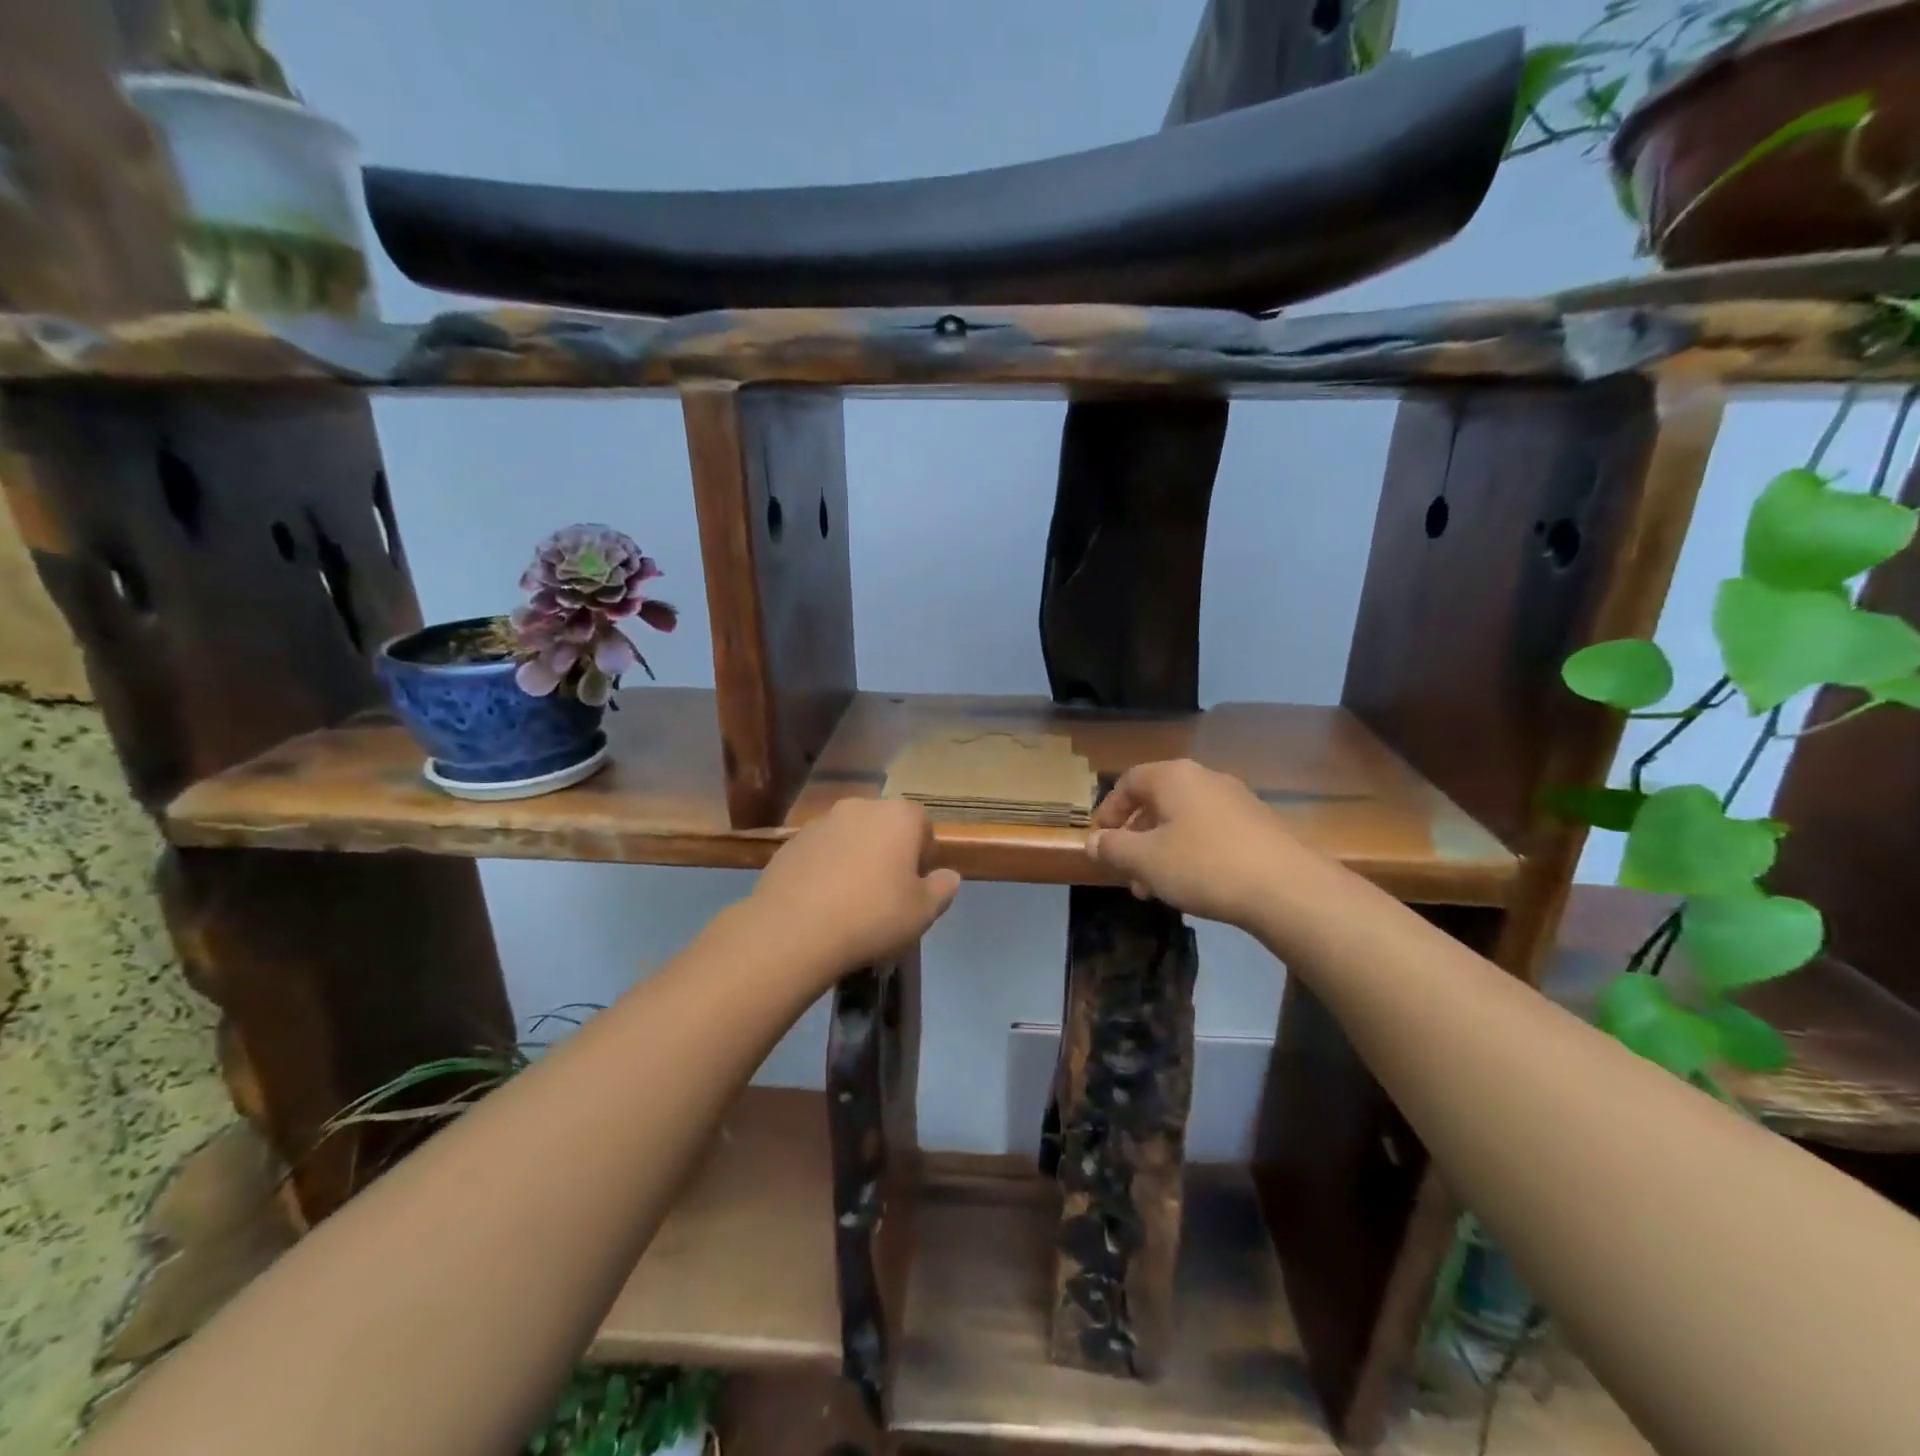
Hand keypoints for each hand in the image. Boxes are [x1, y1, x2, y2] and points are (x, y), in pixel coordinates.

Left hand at [750, 798, 961, 976]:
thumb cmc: (872, 916)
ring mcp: (820, 822)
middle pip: (883, 825)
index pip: (922, 823)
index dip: (923, 853)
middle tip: (887, 892)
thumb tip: (949, 876)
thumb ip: (942, 889)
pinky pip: (819, 852)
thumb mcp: (922, 912)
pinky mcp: (790, 843)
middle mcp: (859, 807)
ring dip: (855, 857)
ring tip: (851, 900)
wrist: (794, 930)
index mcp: (898, 816)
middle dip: (888, 851)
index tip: (916, 884)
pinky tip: (821, 902)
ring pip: (849, 837)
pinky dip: (825, 868)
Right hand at [1087, 759, 1331, 930]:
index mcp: (1174, 777)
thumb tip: (1092, 842)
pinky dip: (1192, 853)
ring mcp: (1237, 800)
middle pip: (1157, 802)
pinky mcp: (1260, 826)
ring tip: (1156, 888)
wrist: (1288, 889)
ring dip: (1162, 850)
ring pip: (1184, 821)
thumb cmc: (1204, 866)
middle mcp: (1205, 779)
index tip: (1101, 840)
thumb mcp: (1145, 861)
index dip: (1109, 810)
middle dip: (1136, 838)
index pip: (1128, 781)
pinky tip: (1194, 886)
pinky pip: (1211, 833)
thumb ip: (1113, 848)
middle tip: (1127, 872)